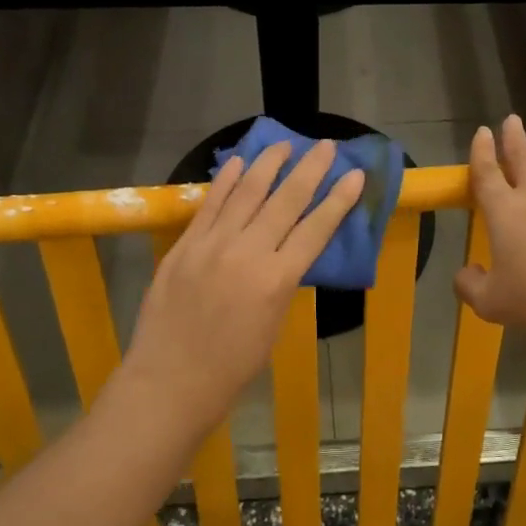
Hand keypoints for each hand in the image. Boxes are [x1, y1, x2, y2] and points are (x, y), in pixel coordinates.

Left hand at [122, 140, 363, 437]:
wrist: (170, 381)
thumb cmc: (231, 368)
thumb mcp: (273, 325)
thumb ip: (280, 283)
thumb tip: (286, 253)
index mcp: (277, 280)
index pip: (316, 229)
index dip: (339, 200)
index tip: (355, 174)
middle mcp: (248, 252)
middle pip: (286, 200)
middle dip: (310, 169)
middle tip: (325, 146)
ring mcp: (212, 244)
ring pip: (246, 192)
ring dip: (268, 164)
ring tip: (284, 144)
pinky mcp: (185, 245)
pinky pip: (210, 205)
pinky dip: (225, 181)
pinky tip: (237, 162)